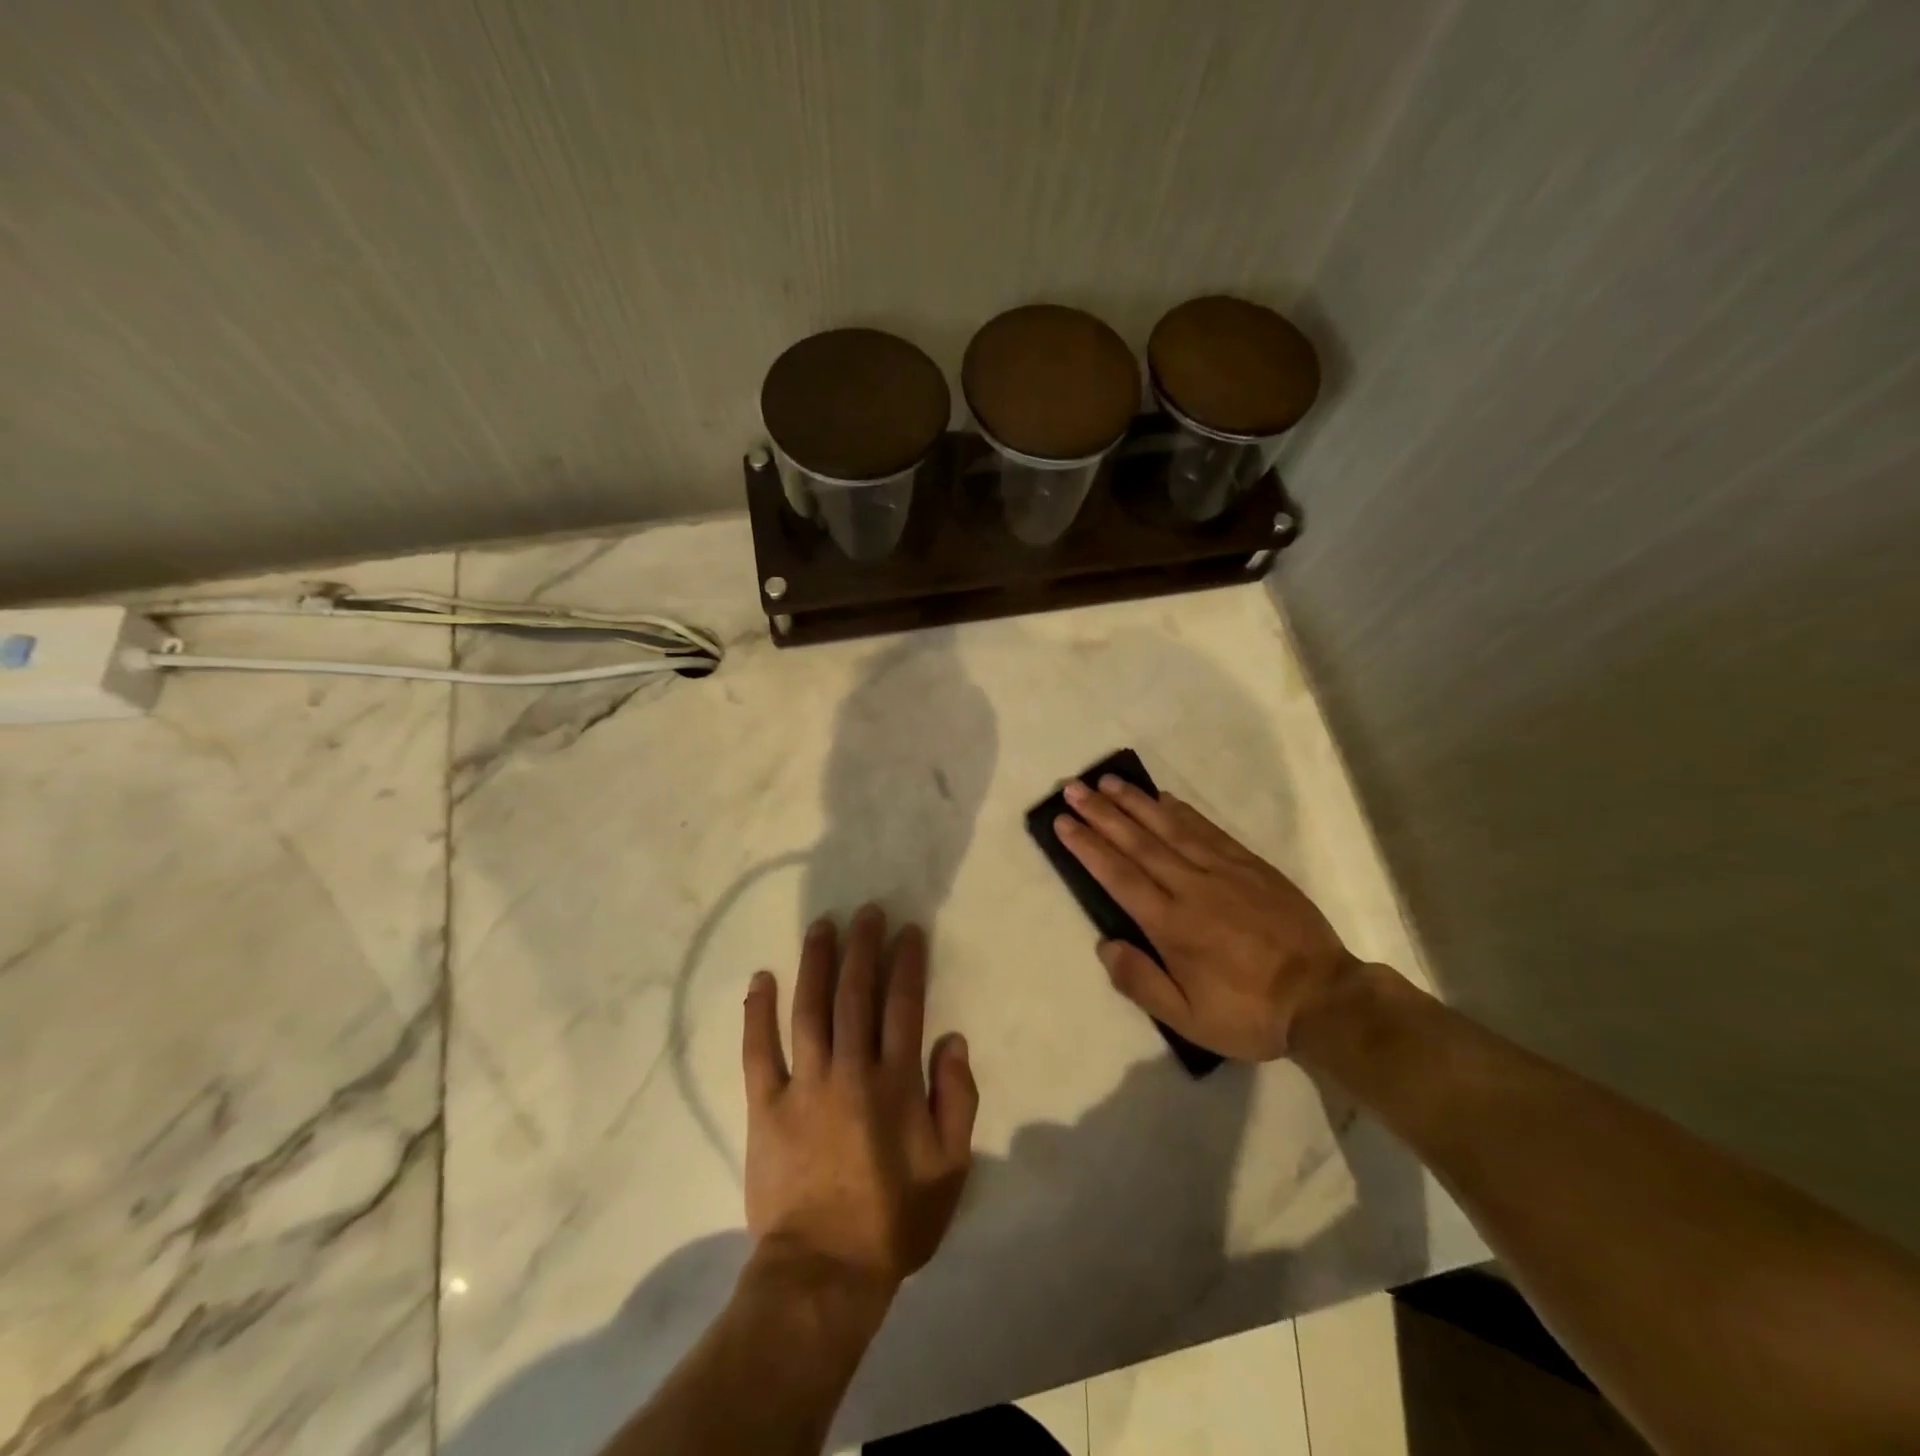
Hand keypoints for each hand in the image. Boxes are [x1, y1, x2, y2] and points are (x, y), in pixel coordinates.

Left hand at [742, 906, 978, 1292]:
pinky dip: (758, 1012)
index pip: (904, 1006)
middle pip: (855, 994)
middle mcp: (850, 1070)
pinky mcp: (765, 1106)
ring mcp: (803, 1085)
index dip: (906, 963)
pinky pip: (758, 1050)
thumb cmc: (894, 1220)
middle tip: (865, 911)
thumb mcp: (950, 1168)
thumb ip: (957, 1100)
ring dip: (815, 962)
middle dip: (862, 947)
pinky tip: (761, 978)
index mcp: (895, 1083)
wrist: (823, 1272)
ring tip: (821, 926)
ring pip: (809, 1009)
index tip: (907, 930)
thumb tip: (954, 1041)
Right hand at [1055, 775, 1356, 1060]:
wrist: (1324, 998)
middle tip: (1074, 789)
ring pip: (1170, 828)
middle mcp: (1191, 887)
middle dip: (1102, 813)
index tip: (1063, 822)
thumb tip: (1105, 944)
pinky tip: (1164, 798)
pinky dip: (1182, 811)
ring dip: (1136, 802)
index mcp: (1172, 925)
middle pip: (1138, 842)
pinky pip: (1208, 830)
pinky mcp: (1250, 865)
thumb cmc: (1249, 1012)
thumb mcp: (1189, 1019)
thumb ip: (1142, 982)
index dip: (1088, 846)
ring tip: (1108, 782)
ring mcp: (1223, 871)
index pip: (1119, 875)